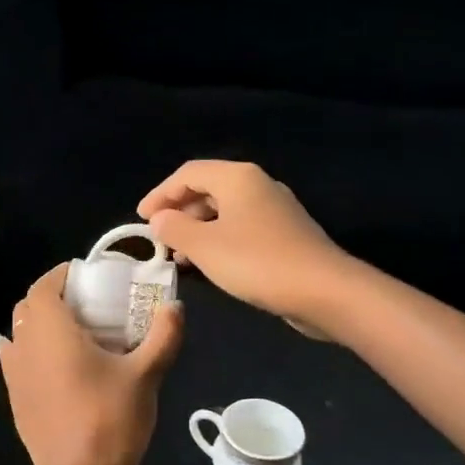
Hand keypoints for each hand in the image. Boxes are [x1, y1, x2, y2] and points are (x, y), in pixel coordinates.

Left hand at [0, 265, 182, 464]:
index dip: (61, 275)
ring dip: (39, 324)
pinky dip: (29, 351)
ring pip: (19, 334)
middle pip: (28, 307)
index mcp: (51, 330)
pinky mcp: (15, 400)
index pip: (44, 286)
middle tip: (86, 304)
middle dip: (52, 297)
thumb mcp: (146, 375)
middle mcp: (24, 345)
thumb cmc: (111, 418)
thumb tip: (176, 307)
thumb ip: (163, 336)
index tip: (86, 276)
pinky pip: (15, 361)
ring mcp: (14, 375)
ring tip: (73, 334)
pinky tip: (51, 363)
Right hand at [138, 160, 346, 322]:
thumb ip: (174, 228)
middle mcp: (257, 185)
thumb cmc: (257, 262)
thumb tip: (159, 219)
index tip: (140, 219)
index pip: (187, 173)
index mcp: (237, 178)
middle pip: (207, 188)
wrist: (324, 291)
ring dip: (196, 228)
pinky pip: (240, 227)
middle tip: (158, 237)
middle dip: (178, 211)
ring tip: (178, 256)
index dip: (160, 194)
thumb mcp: (204, 246)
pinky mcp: (285, 233)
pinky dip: (218, 239)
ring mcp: (275, 209)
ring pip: (224, 210)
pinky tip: (209, 263)